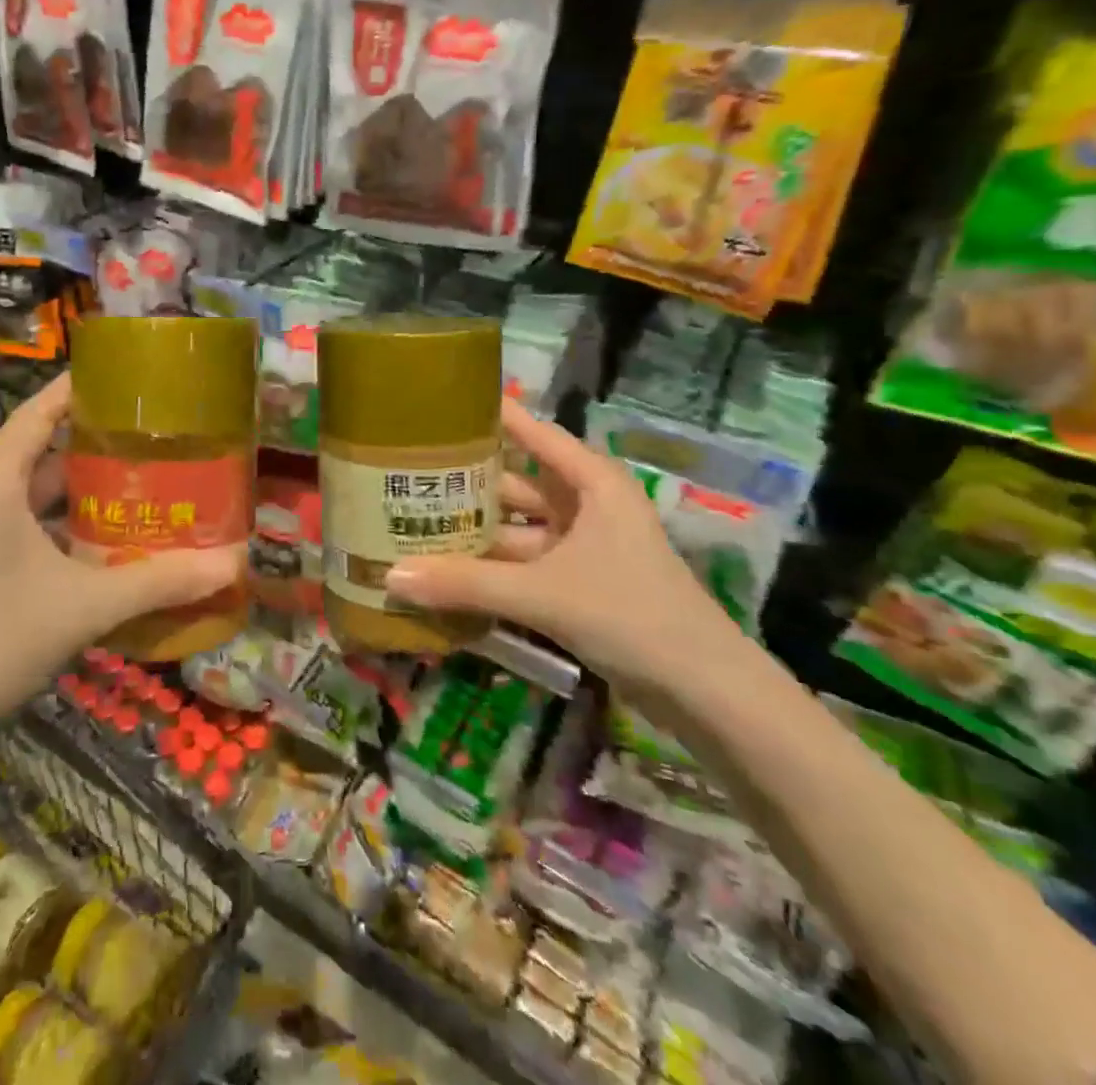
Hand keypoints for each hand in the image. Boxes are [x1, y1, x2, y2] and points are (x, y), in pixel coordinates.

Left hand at [0, 374, 243, 767]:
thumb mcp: (83, 608)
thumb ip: (158, 583)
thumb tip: (232, 565)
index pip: (40, 411)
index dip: (81, 387)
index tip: (130, 376)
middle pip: (41, 450)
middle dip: (97, 444)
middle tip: (157, 438)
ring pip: (32, 493)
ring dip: (81, 491)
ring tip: (142, 485)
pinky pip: (20, 525)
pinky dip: (60, 525)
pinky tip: (103, 545)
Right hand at [385, 400, 746, 693]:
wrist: (706, 694)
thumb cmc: (632, 615)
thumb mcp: (544, 594)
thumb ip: (466, 584)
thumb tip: (388, 577)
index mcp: (592, 483)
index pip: (534, 433)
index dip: (493, 415)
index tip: (443, 401)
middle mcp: (586, 507)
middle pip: (516, 484)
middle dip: (466, 483)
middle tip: (406, 472)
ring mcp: (581, 548)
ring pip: (516, 529)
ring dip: (474, 532)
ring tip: (412, 522)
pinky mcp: (577, 586)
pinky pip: (522, 566)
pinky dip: (489, 570)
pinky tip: (444, 572)